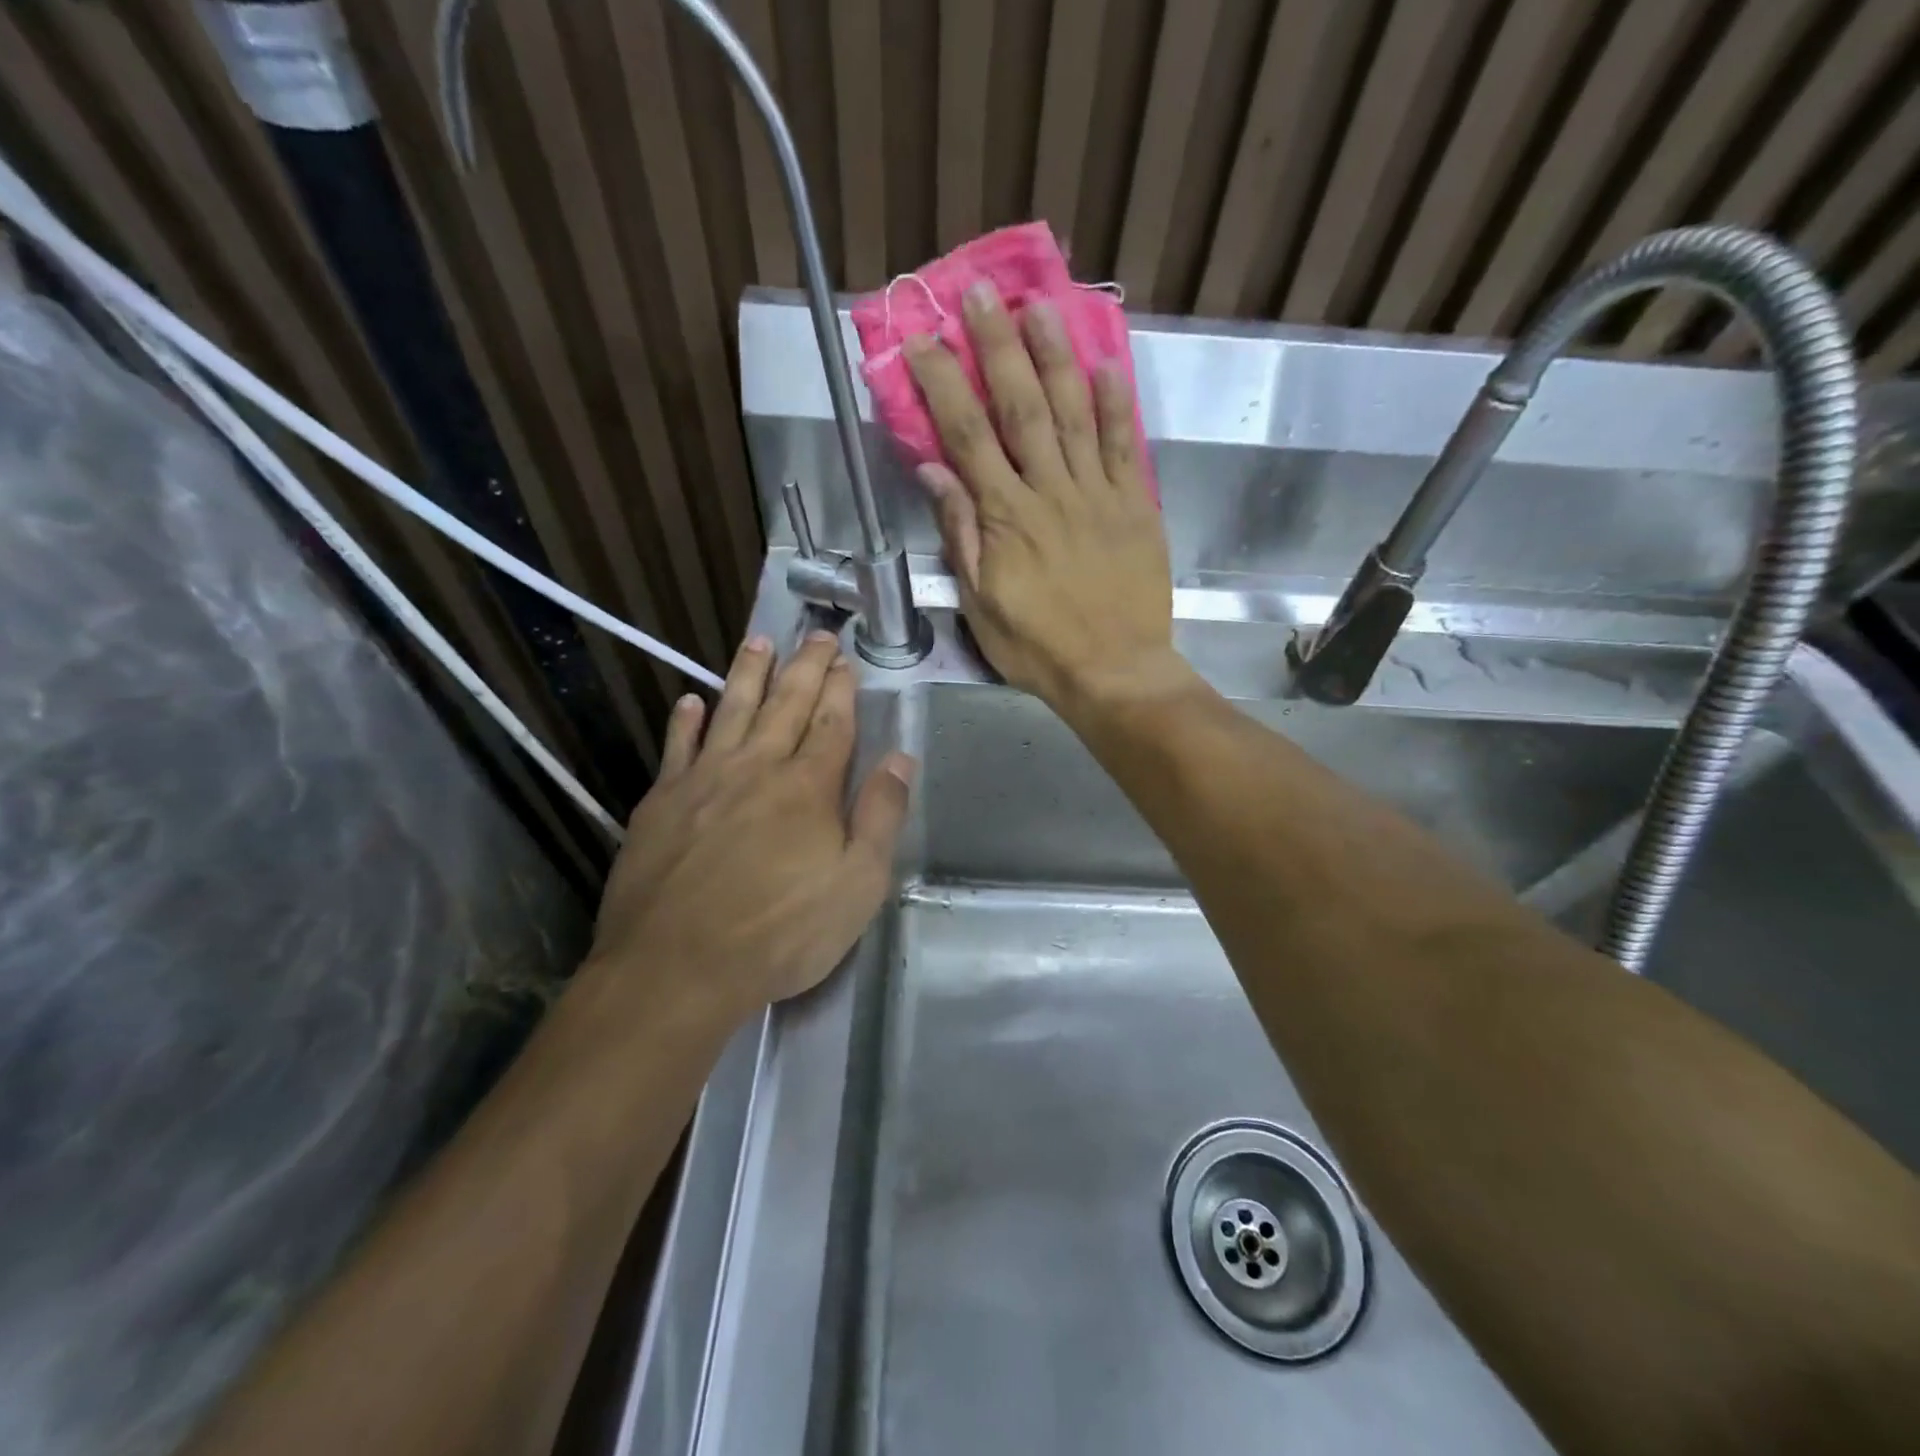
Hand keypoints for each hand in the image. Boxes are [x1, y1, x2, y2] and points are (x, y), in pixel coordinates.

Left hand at [586, 632, 914, 1019]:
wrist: (677, 967)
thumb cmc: (781, 932)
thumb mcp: (857, 885)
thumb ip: (881, 817)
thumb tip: (901, 759)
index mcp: (808, 787)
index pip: (832, 724)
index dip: (842, 689)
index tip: (847, 660)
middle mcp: (757, 768)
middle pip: (786, 704)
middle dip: (805, 667)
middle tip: (816, 635)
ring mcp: (704, 781)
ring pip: (731, 710)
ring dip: (748, 673)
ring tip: (759, 641)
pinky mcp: (661, 802)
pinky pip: (677, 748)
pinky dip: (685, 721)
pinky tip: (690, 701)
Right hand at [904, 282, 1177, 713]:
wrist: (1115, 672)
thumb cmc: (1038, 648)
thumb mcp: (981, 605)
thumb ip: (961, 535)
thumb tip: (934, 473)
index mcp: (1006, 518)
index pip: (967, 437)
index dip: (943, 384)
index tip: (923, 340)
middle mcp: (1050, 492)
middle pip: (1021, 407)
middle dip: (998, 346)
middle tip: (981, 293)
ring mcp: (1098, 494)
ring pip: (1074, 413)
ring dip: (1055, 356)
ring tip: (1039, 306)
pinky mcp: (1136, 505)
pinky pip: (1126, 445)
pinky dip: (1116, 404)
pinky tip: (1106, 365)